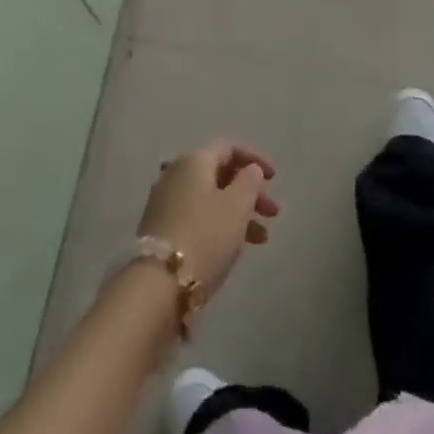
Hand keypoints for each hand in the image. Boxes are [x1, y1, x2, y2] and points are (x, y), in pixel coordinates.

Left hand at [137, 140, 280, 297]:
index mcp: (194, 160)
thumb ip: (250, 181)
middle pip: (220, 174)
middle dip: (250, 192)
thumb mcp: (236, 207)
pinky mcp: (160, 229)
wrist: (158, 285)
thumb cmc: (204, 237)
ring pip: (210, 198)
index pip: (229, 148)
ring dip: (238, 212)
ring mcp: (165, 201)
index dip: (254, 159)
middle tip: (273, 213)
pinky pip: (197, 216)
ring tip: (262, 239)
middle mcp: (176, 173)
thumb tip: (250, 169)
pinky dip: (219, 224)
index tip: (275, 178)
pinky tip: (234, 247)